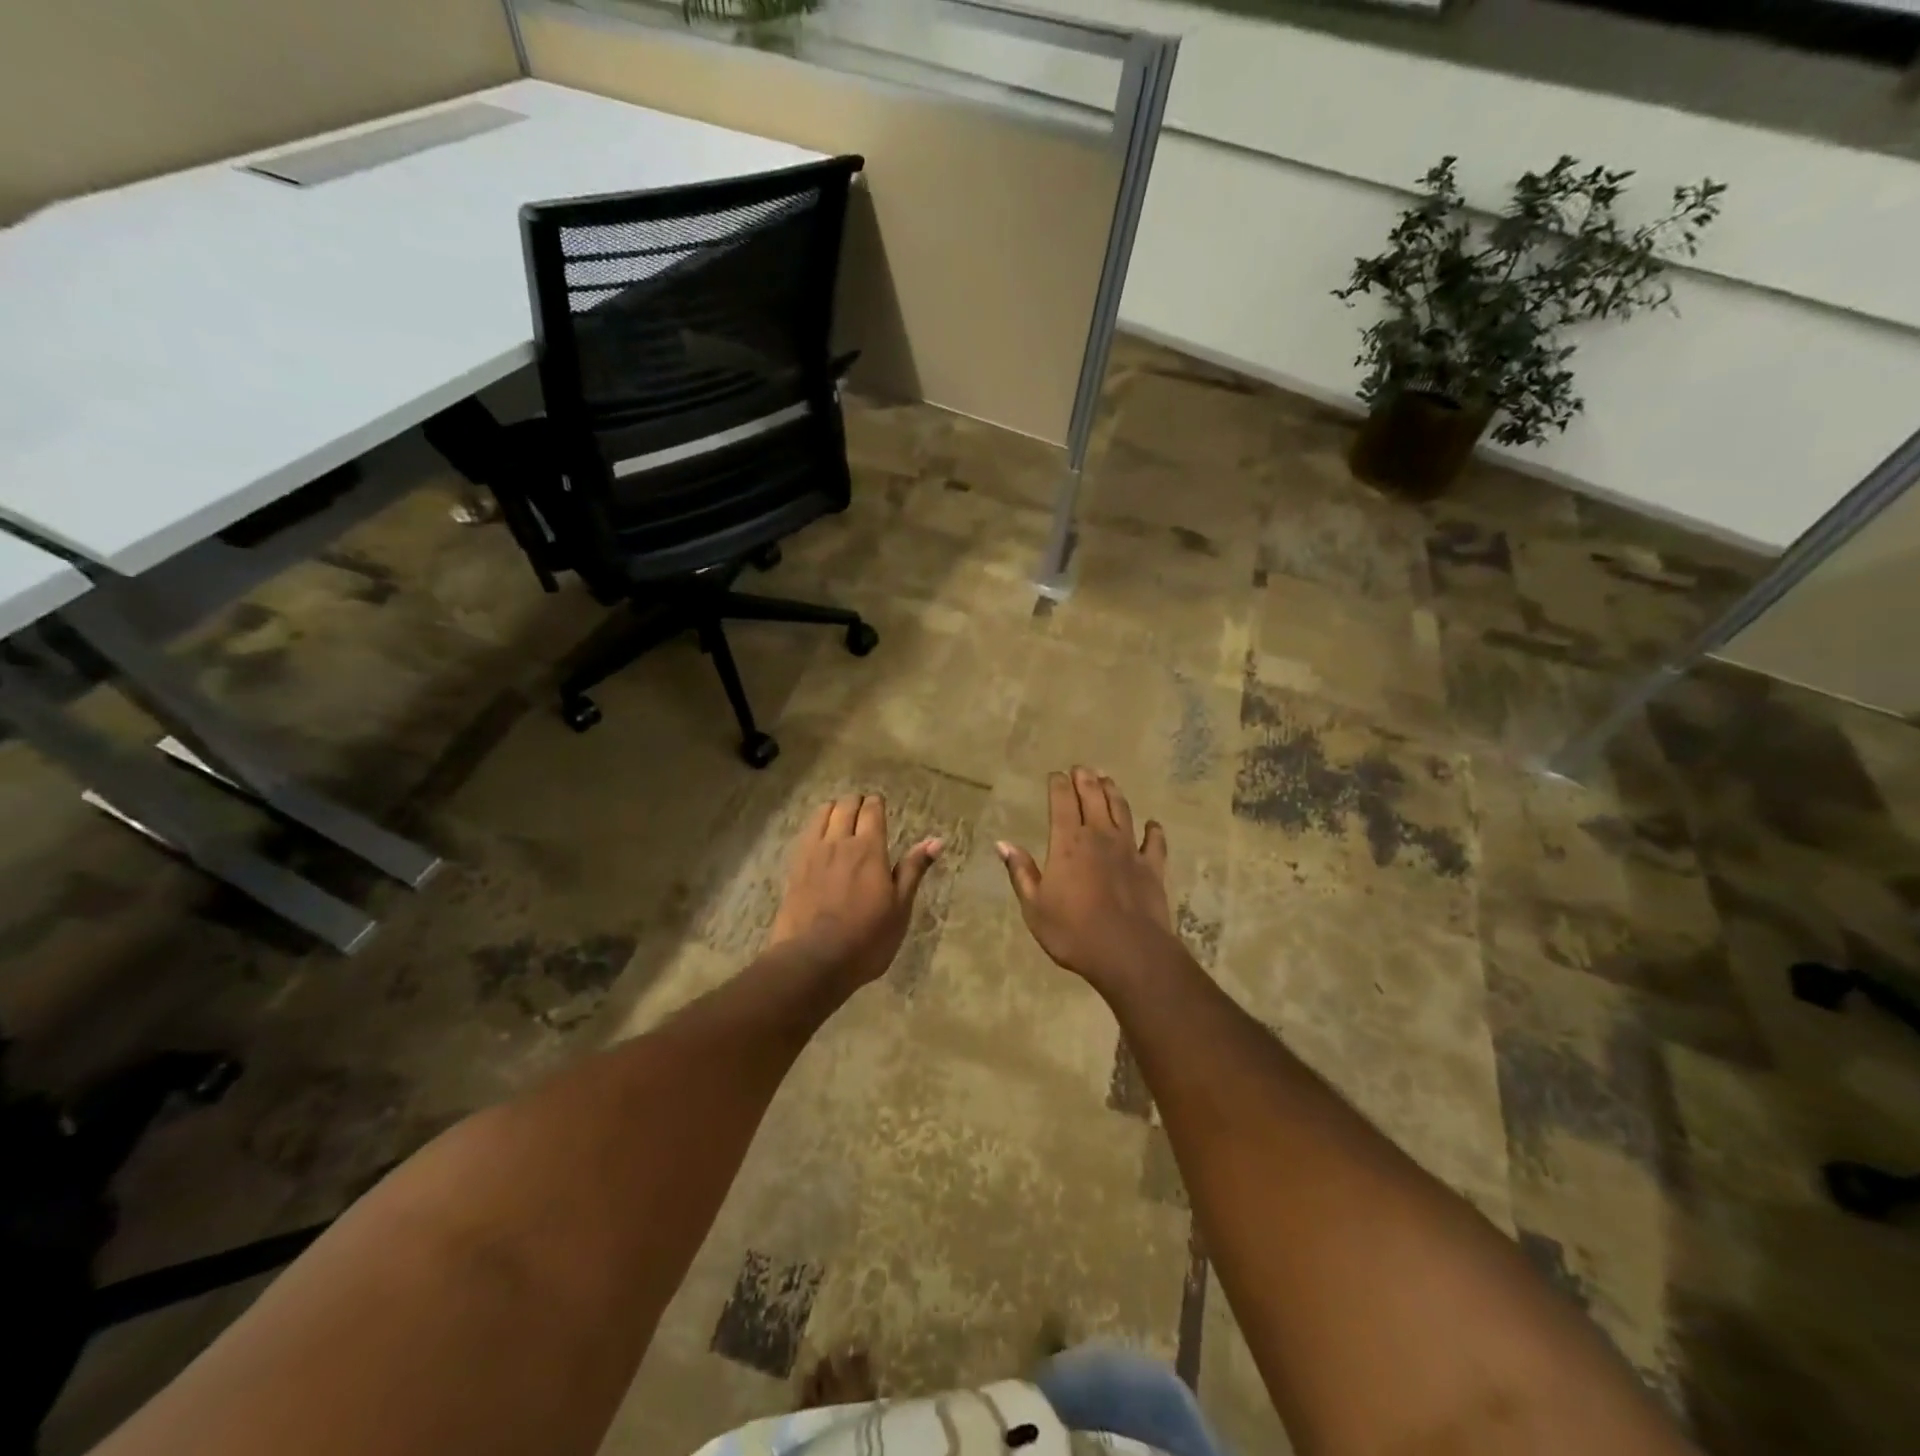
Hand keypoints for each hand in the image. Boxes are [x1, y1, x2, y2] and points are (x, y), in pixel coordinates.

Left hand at [768, 794, 942, 989]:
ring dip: (833, 809)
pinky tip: (819, 837)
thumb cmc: (866, 938)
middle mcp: (839, 843)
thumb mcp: (899, 908)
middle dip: (856, 802)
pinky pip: (805, 834)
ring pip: (821, 814)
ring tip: (840, 818)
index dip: (876, 803)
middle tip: (863, 810)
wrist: (813, 960)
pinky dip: (815, 826)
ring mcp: (812, 854)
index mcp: (869, 849)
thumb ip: (913, 870)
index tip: (880, 805)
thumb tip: (936, 841)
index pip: (872, 810)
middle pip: (845, 806)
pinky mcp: (794, 868)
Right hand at [997, 767, 1178, 991]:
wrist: (1128, 953)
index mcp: (1068, 842)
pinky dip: (1153, 830)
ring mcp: (1129, 850)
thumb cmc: (1073, 931)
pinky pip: (1154, 842)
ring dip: (1114, 793)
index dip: (1058, 785)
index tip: (1055, 775)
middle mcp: (1100, 836)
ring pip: (1122, 811)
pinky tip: (1152, 824)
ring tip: (1108, 780)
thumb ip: (1021, 872)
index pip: (1062, 802)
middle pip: (1094, 798)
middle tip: (1082, 768)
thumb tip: (1003, 844)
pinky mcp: (1152, 867)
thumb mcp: (1035, 906)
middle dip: (1086, 779)